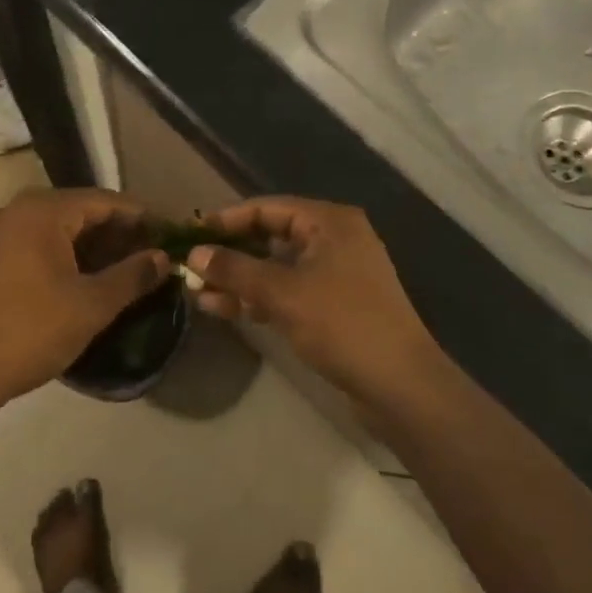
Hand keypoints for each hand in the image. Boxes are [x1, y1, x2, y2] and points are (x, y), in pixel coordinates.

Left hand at [0, 188, 170, 412]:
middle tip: (156, 254)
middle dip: (122, 232)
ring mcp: (3, 233)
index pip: (106, 201)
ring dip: (98, 246)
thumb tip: (164, 258)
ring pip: (64, 229)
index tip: (172, 235)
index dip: (143, 218)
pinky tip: (94, 277)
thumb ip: (132, 276)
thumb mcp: (91, 305)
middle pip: (84, 211)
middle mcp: (20, 211)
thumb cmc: (31, 332)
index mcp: (43, 211)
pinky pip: (44, 243)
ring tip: (132, 269)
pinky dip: (72, 255)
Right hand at [187, 196, 441, 407]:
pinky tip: (225, 309)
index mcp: (329, 222)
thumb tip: (194, 253)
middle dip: (231, 254)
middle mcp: (335, 239)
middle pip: (271, 237)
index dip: (227, 220)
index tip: (191, 234)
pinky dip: (259, 298)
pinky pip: (288, 291)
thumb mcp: (282, 293)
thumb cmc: (342, 324)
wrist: (400, 383)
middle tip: (191, 268)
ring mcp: (336, 274)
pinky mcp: (335, 305)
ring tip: (198, 294)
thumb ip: (235, 269)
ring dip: (240, 280)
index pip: (267, 208)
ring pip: (277, 268)